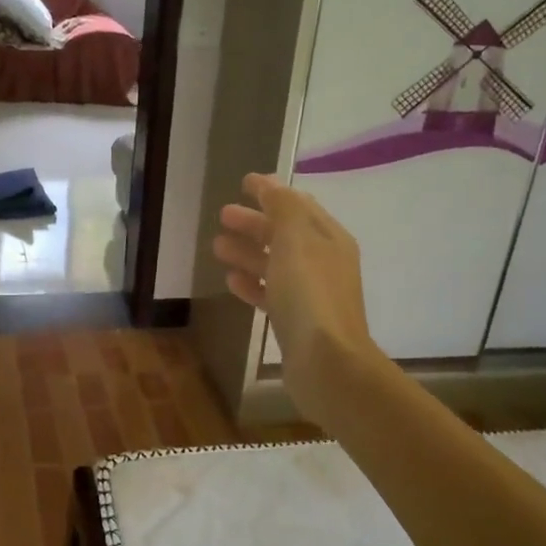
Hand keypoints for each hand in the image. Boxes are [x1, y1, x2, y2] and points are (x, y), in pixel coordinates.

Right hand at [212, 172, 379, 429]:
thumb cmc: (309, 294)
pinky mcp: (297, 320)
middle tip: (223, 215)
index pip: (298, 205)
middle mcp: (323, 261)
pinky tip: (231, 281)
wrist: (327, 362)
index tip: (243, 183)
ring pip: (275, 263)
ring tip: (217, 247)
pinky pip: (271, 293)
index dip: (271, 192)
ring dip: (248, 252)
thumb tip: (269, 183)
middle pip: (284, 234)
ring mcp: (311, 293)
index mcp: (328, 238)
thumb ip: (282, 207)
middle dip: (254, 222)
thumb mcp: (295, 240)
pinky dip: (252, 283)